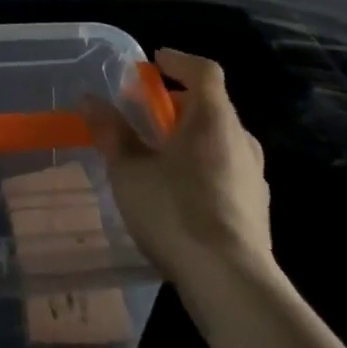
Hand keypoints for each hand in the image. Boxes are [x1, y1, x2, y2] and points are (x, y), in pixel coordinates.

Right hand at [84, 49, 274, 291]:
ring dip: (193, 138)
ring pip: (221, 141)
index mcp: (213, 118)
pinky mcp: (257, 212)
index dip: (179, 61)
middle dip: (180, 104)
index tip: (155, 62)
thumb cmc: (176, 212)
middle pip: (213, 106)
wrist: (233, 285)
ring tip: (162, 156)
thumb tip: (88, 99)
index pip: (204, 71)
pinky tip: (182, 195)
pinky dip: (204, 168)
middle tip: (149, 114)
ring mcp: (254, 178)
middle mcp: (240, 139)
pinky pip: (228, 172)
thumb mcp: (130, 170)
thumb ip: (111, 132)